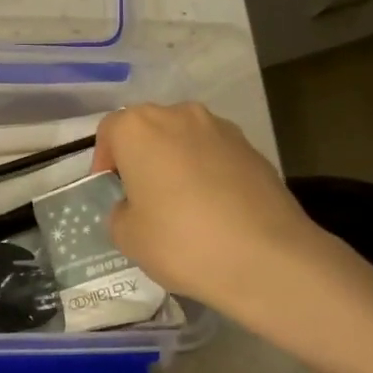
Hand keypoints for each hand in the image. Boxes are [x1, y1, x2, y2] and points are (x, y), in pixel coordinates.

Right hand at [93, 103, 333, 329]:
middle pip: (149, 129)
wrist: (267, 257)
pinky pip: (216, 154)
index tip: (112, 192)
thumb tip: (134, 206)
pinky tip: (216, 210)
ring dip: (177, 162)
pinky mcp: (252, 148)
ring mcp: (220, 128)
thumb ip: (120, 212)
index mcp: (138, 128)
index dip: (105, 161)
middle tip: (144, 197)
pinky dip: (209, 172)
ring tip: (184, 204)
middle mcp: (178, 114)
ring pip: (184, 139)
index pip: (110, 131)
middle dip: (142, 157)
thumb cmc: (182, 241)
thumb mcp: (128, 237)